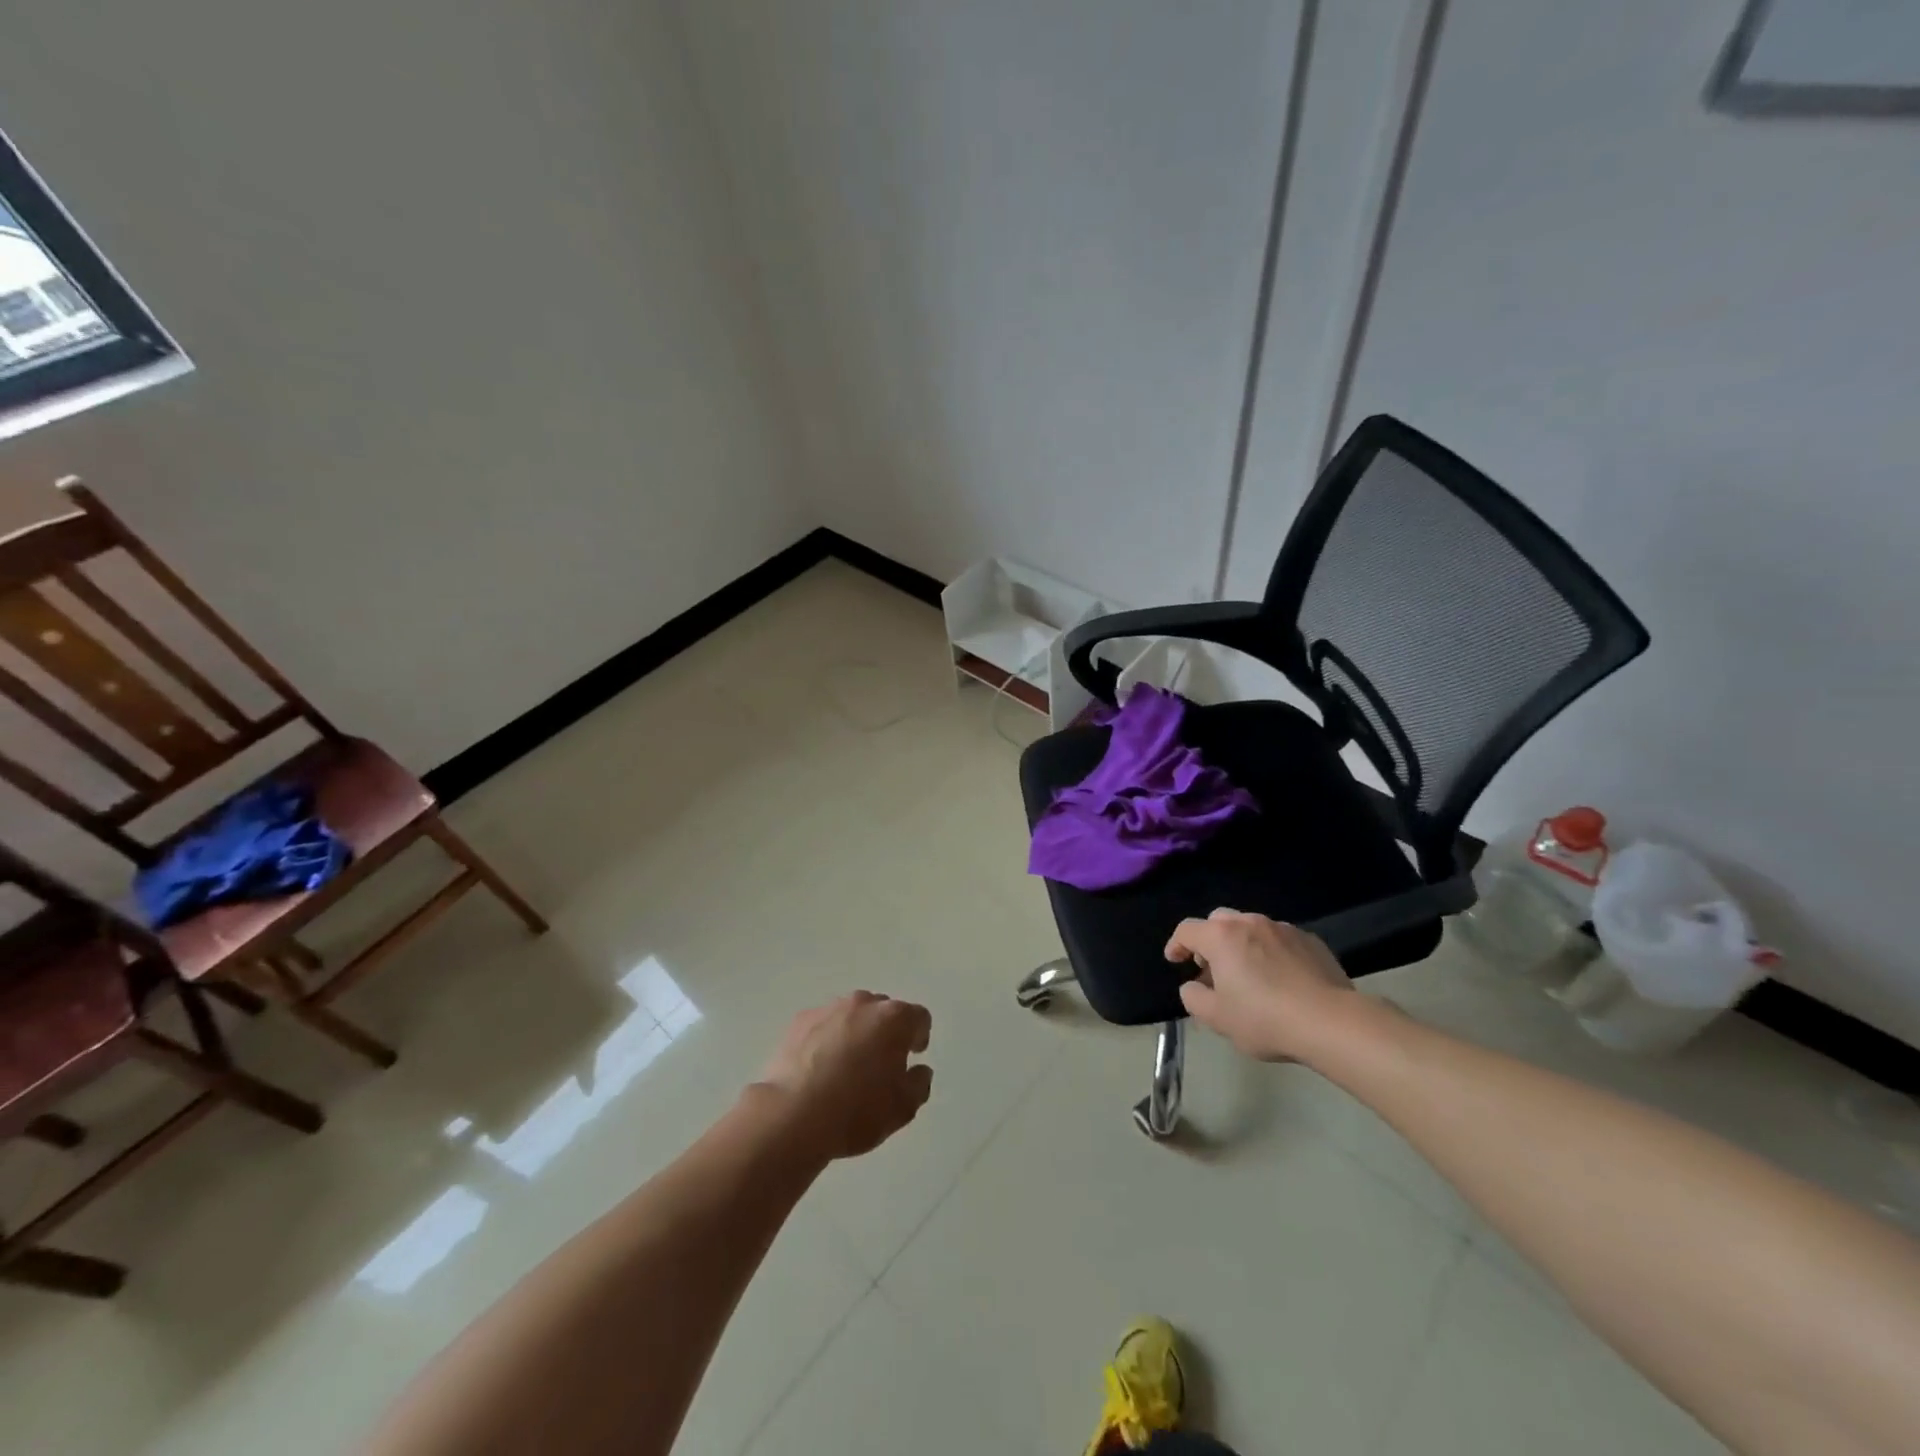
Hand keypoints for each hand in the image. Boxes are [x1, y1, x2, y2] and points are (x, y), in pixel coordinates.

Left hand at [755, 991, 932, 1160]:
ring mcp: (829, 1008)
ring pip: (852, 1015)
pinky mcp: (800, 1020)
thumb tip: (918, 1070)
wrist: (792, 1115)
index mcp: (894, 1019)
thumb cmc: (856, 1111)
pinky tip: (819, 1068)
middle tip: (879, 1064)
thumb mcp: (903, 1109)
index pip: (919, 1017)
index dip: (919, 1037)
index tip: (911, 1057)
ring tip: (845, 1067)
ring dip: (856, 1033)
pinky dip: (827, 1038)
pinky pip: (824, 1024)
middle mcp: (864, 1003)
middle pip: (884, 1011)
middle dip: (886, 1032)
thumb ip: (919, 1084)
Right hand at [1167, 910, 1354, 1061]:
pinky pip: (1280, 939)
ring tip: (1248, 973)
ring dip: (1241, 944)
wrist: (1330, 1022)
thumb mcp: (1217, 1018)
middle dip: (1209, 940)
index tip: (1175, 960)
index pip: (1187, 930)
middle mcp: (1249, 923)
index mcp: (1221, 937)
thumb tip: (1193, 986)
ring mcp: (1283, 928)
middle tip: (1211, 967)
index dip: (1176, 944)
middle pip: (1219, 921)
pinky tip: (1281, 978)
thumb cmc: (1264, 1019)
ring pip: (1251, 928)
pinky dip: (1271, 952)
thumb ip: (1194, 998)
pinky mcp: (1310, 940)